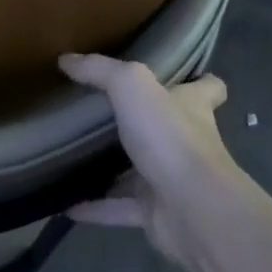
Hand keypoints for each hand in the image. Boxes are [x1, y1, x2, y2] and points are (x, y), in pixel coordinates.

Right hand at [59, 53, 234, 266]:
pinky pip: (118, 208)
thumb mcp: (131, 86)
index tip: (180, 75)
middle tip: (100, 113)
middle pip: (167, 128)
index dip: (199, 81)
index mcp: (191, 108)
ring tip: (74, 157)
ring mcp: (172, 180)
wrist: (193, 209)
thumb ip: (100, 70)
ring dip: (112, 169)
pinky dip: (94, 208)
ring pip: (139, 172)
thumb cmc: (170, 137)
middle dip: (141, 123)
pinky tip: (64, 204)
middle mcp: (186, 142)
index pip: (208, 89)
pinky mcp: (156, 213)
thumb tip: (66, 59)